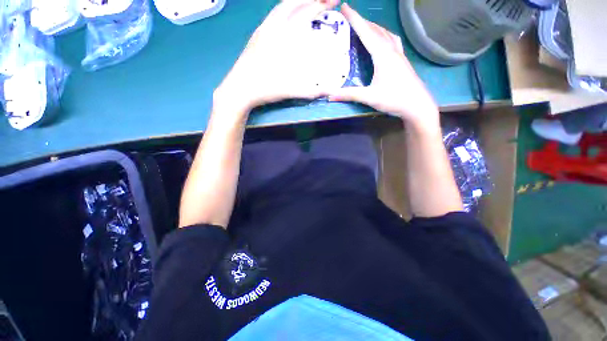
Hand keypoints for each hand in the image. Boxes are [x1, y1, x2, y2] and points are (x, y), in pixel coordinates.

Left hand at [213, 0, 339, 116]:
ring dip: (297, 2)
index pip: (305, 12)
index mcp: (283, 36)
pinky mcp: (256, 35)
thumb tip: (331, 91)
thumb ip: (312, 91)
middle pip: (292, 3)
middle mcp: (272, 27)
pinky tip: (288, 18)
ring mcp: (262, 29)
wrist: (239, 89)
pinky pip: (273, 15)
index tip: (335, 0)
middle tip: (323, 1)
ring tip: (308, 4)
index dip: (321, 4)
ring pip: (281, 7)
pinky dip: (285, 11)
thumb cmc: (265, 88)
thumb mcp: (291, 90)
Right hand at [327, 4, 438, 128]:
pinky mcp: (402, 60)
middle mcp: (391, 50)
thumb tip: (330, 96)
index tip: (344, 7)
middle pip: (376, 29)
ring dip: (373, 26)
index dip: (354, 19)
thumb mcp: (369, 97)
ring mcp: (399, 54)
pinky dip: (383, 35)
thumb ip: (349, 95)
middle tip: (350, 15)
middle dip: (362, 20)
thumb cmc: (394, 99)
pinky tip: (382, 38)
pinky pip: (392, 40)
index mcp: (382, 55)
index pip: (366, 32)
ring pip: (385, 33)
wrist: (417, 105)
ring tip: (364, 25)